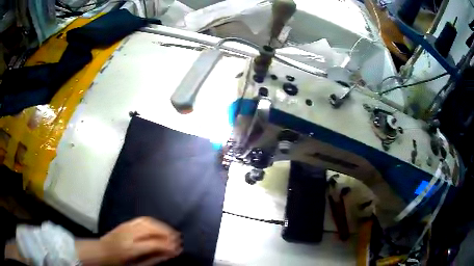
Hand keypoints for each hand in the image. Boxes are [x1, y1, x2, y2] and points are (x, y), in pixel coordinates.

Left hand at [77, 217, 181, 265]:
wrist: (101, 251)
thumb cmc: (119, 263)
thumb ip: (153, 260)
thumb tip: (170, 254)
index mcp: (131, 248)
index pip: (154, 244)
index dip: (168, 245)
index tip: (179, 248)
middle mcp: (129, 234)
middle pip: (151, 228)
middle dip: (167, 232)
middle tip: (178, 238)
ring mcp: (126, 227)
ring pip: (147, 221)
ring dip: (161, 225)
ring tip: (171, 232)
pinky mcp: (125, 223)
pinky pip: (141, 219)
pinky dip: (153, 222)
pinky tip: (159, 227)